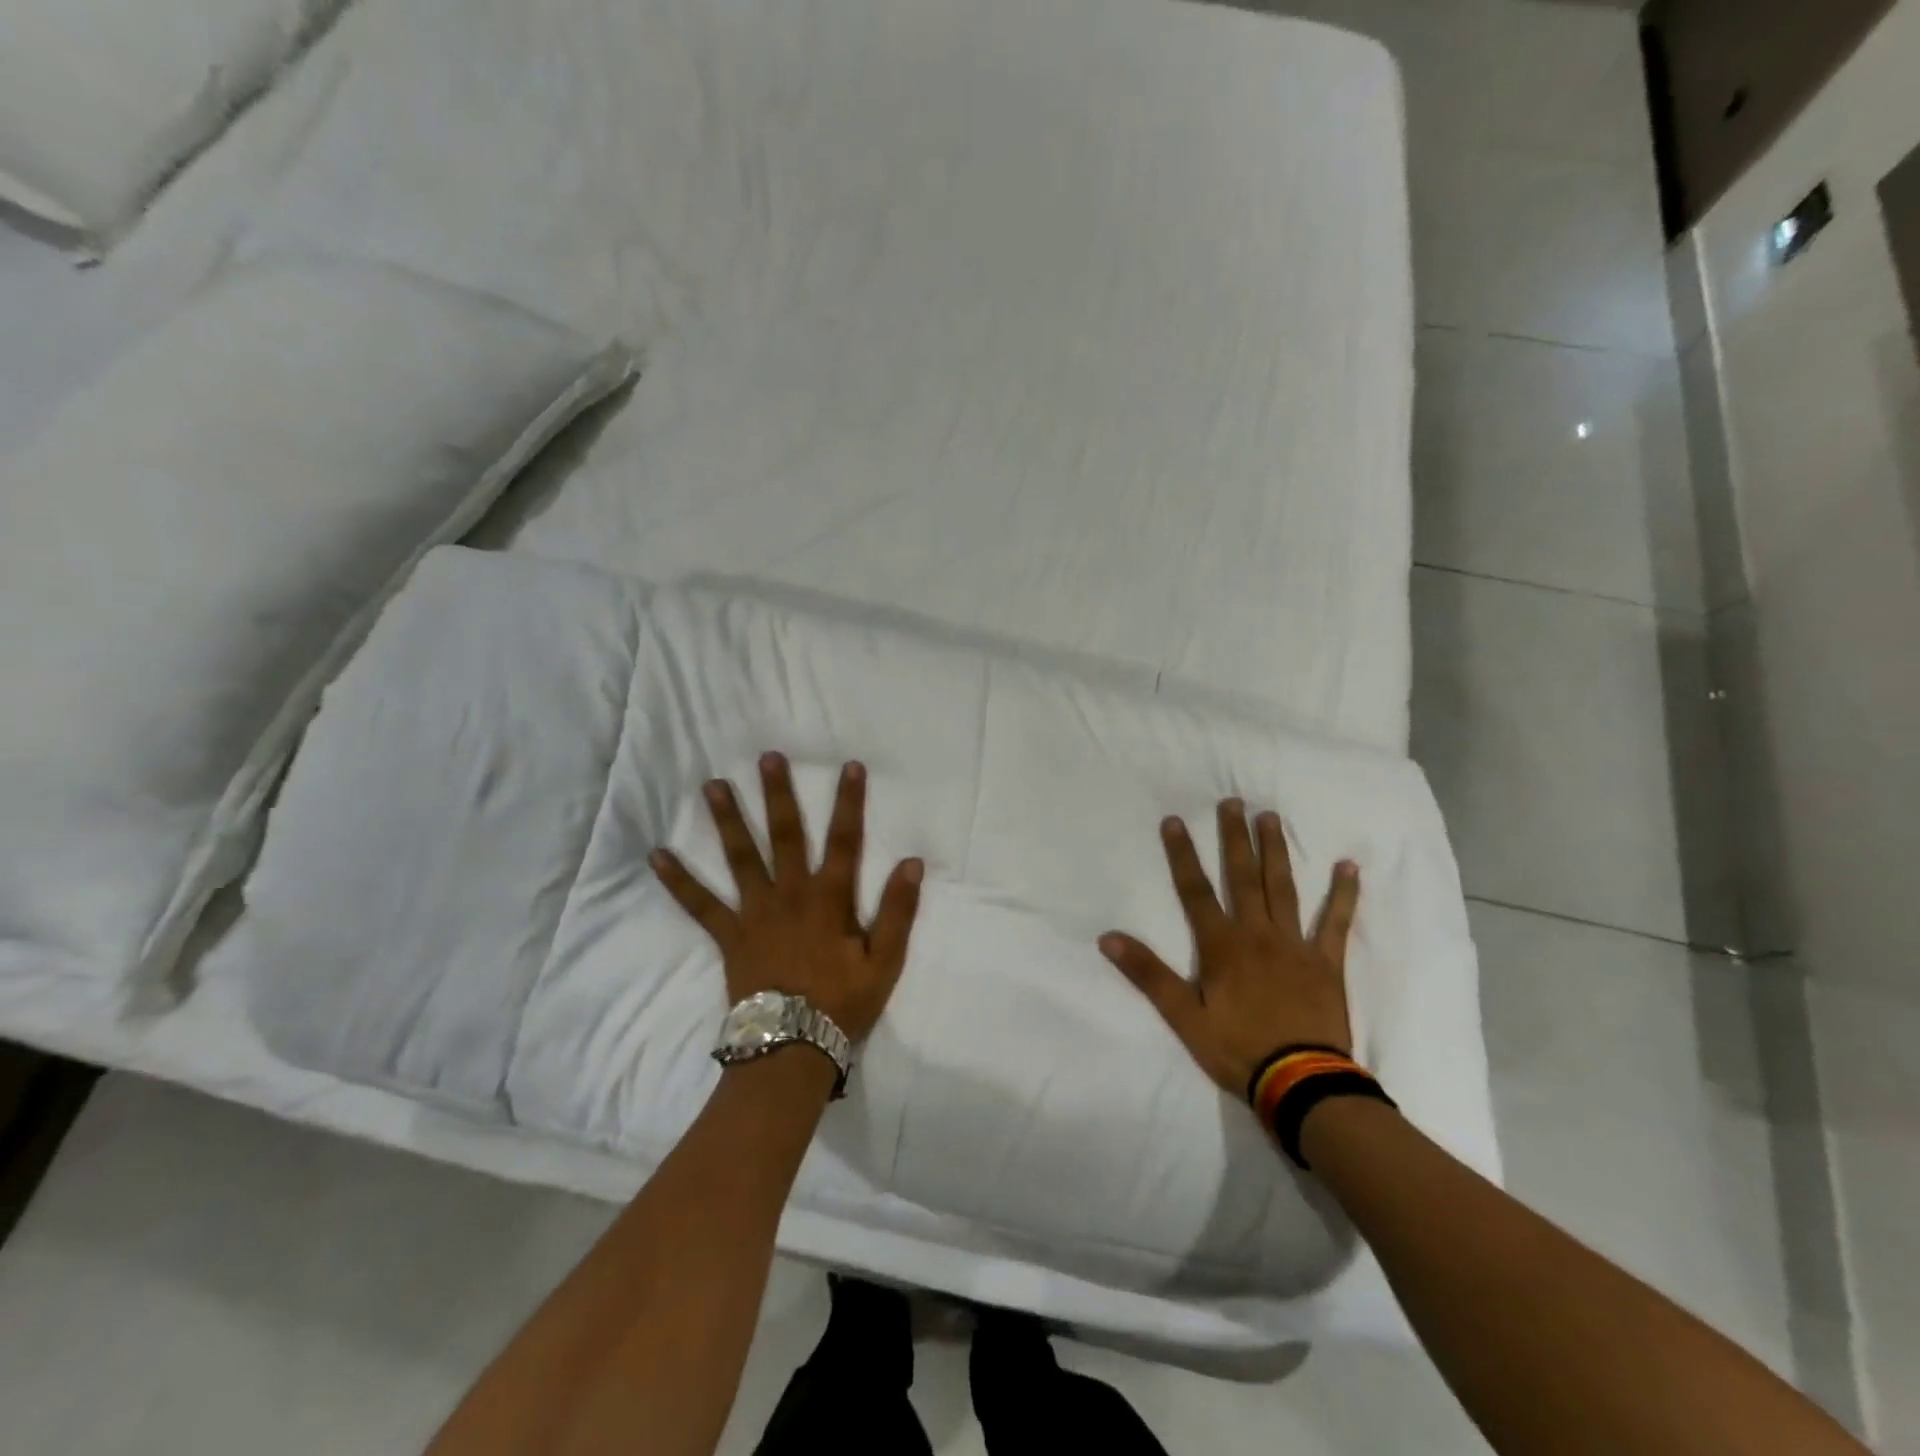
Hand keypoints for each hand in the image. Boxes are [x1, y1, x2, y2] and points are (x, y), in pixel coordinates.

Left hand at [649, 753, 923, 1042]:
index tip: (850, 766)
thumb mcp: (885, 962)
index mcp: (830, 898)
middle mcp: (790, 894)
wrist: (791, 1049)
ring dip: (727, 819)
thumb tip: (912, 862)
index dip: (849, 802)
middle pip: (785, 835)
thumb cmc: (843, 1004)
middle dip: (778, 794)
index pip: (845, 840)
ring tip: (712, 785)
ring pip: (740, 857)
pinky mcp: (729, 935)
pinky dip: (679, 880)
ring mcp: (755, 912)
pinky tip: (657, 855)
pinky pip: (700, 904)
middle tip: (767, 757)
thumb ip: (898, 911)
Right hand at [1100, 799, 1358, 1095]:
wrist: (1302, 1084)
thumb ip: (1148, 974)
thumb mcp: (1183, 1016)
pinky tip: (1348, 867)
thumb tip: (1108, 938)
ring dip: (1276, 851)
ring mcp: (1295, 945)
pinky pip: (1336, 922)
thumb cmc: (1237, 1049)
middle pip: (1242, 877)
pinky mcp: (1326, 962)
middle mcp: (1257, 933)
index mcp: (1221, 946)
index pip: (1195, 891)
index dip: (1182, 855)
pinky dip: (1343, 895)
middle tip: (1233, 802)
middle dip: (1234, 838)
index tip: (1174, 820)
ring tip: (1271, 818)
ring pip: (1283, 888)